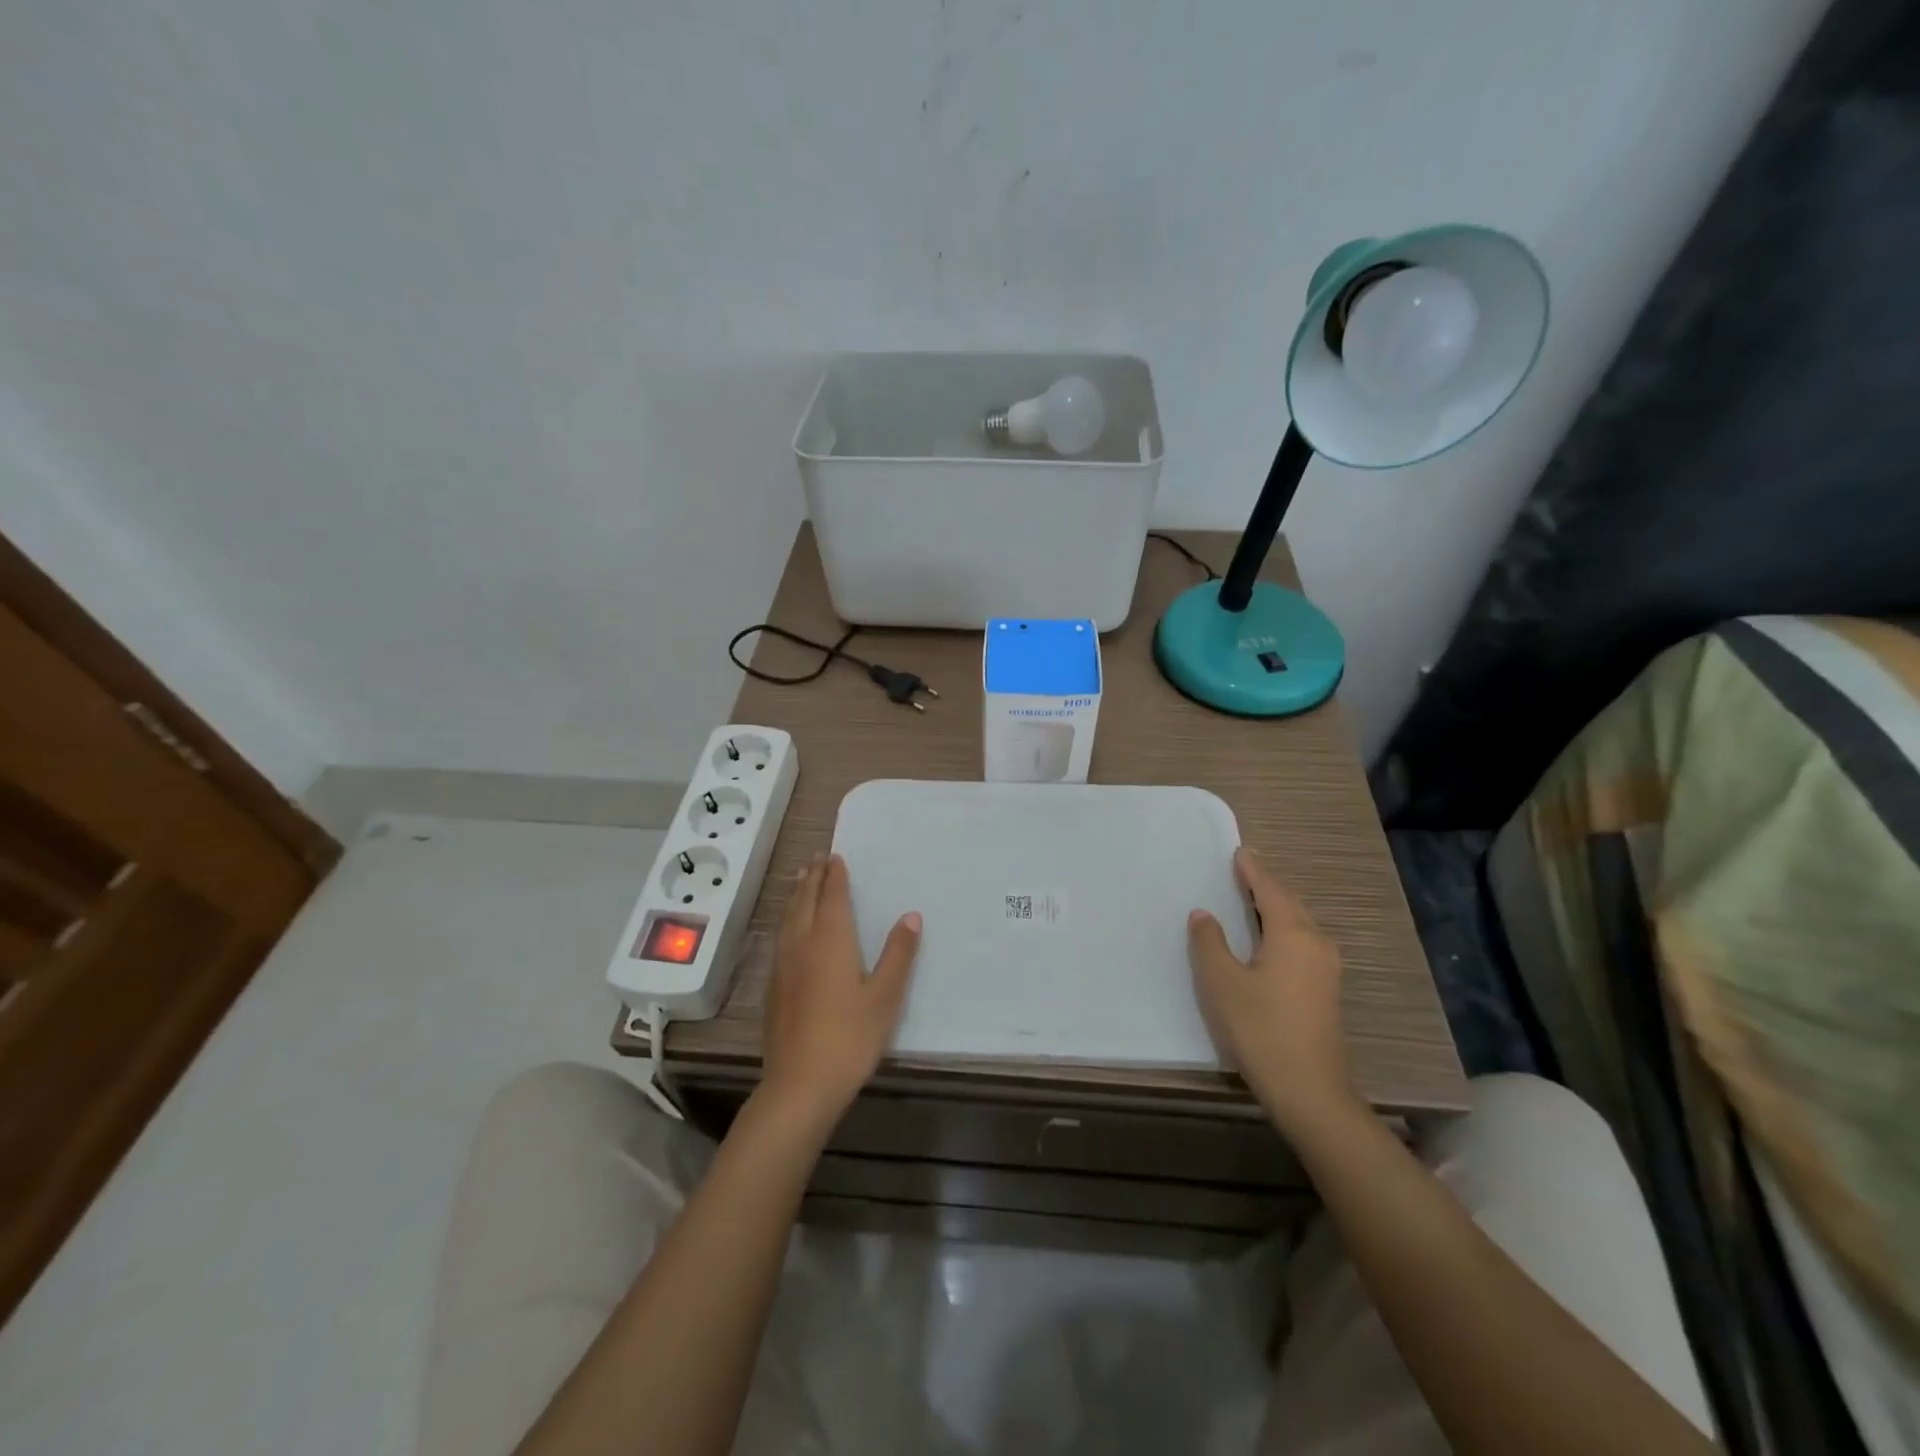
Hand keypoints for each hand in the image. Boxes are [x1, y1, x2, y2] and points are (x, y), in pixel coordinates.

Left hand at [760, 853, 920, 1132]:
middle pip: (806, 902)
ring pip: (789, 918)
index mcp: (831, 941)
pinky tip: (790, 930)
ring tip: (800, 879)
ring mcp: (784, 966)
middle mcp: (802, 945)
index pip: (832, 897)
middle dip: (813, 878)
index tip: (836, 857)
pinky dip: (788, 919)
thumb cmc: (850, 1038)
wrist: (799, 1085)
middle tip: (817, 858)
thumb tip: (911, 916)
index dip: (835, 876)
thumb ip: (898, 954)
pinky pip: (781, 937)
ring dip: (797, 895)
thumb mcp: (885, 997)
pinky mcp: (774, 988)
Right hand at [1188, 847, 1355, 1136]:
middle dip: (1267, 886)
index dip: (1252, 870)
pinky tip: (1268, 939)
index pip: (1269, 890)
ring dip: (1277, 908)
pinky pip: (1303, 943)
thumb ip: (1209, 942)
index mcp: (1292, 934)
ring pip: (1299, 924)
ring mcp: (1327, 969)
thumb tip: (1204, 914)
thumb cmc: (1260, 1028)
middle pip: (1290, 903)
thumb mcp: (1221, 982)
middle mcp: (1316, 944)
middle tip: (1244, 870)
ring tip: (1252, 899)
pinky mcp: (1326, 991)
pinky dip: (1283, 929)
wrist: (1309, 1090)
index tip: (1240, 851)